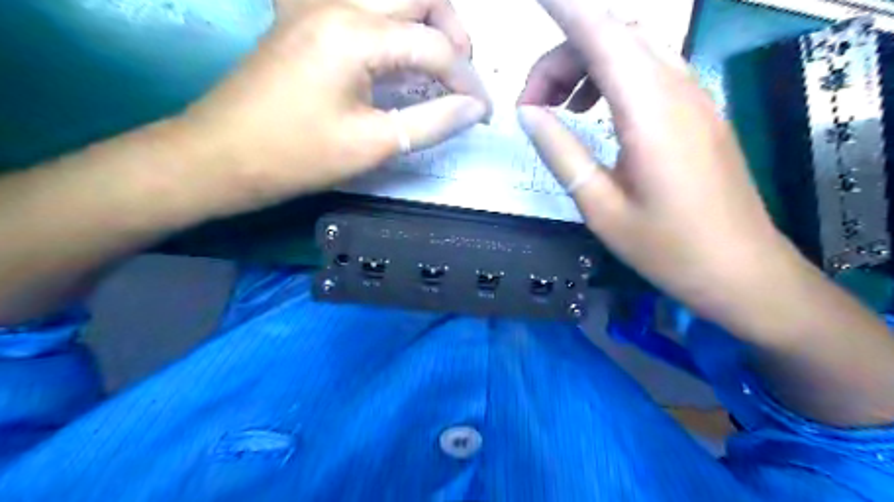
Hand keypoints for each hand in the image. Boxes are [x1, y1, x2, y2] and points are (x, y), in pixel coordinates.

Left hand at [178, 0, 491, 216]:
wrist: (221, 156)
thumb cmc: (297, 156)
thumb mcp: (373, 145)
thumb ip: (433, 123)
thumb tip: (475, 109)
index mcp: (354, 33)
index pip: (435, 46)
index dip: (467, 81)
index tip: (483, 113)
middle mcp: (337, 3)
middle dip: (454, 32)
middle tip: (462, 76)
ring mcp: (316, 6)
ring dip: (425, 24)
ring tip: (438, 67)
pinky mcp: (305, 19)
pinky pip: (363, 9)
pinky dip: (393, 29)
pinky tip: (398, 60)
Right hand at [517, 1, 802, 315]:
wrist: (741, 271)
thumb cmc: (666, 247)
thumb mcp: (600, 206)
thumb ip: (562, 151)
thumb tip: (528, 113)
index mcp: (650, 113)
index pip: (602, 36)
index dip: (565, 10)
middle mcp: (677, 91)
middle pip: (615, 39)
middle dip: (564, 56)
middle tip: (532, 104)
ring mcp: (695, 98)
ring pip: (634, 52)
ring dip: (589, 65)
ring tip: (559, 106)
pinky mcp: (700, 113)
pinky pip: (652, 72)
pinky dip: (614, 78)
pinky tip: (596, 111)